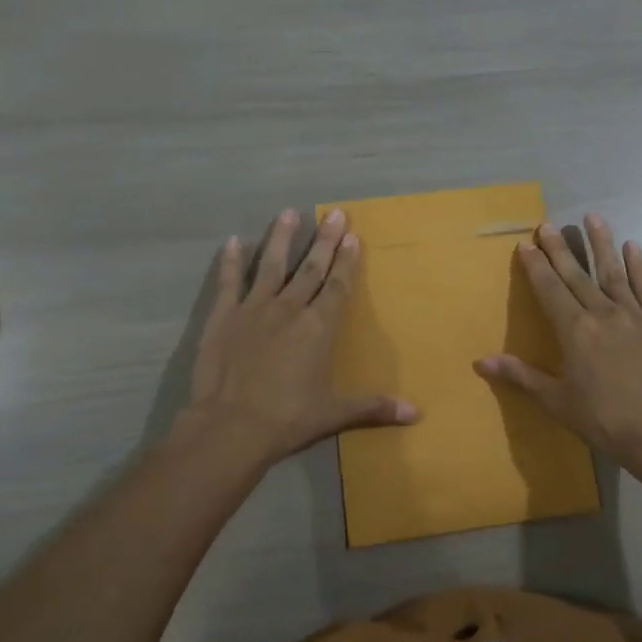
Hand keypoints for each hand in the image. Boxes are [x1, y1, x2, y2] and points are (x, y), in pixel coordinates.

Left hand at [185, 208, 417, 467]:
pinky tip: (233, 241)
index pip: (338, 286)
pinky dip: (231, 262)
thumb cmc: (287, 419)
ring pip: (271, 265)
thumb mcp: (334, 414)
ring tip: (289, 213)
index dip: (347, 261)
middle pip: (311, 268)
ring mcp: (254, 309)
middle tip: (335, 213)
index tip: (354, 236)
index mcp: (318, 327)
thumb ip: (374, 407)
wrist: (230, 427)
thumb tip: (417, 413)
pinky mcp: (223, 316)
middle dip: (325, 241)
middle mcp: (290, 308)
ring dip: (281, 238)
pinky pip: (229, 282)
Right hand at [474, 214, 641, 473]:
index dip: (536, 266)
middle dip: (560, 249)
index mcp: (574, 331)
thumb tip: (481, 362)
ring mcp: (633, 315)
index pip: (549, 290)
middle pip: (576, 275)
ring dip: (601, 243)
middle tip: (548, 224)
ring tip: (592, 217)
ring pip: (612, 271)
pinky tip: (632, 246)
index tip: (526, 244)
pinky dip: (638, 266)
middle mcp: (602, 313)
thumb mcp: (557, 401)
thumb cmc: (606, 420)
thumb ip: (521, 376)